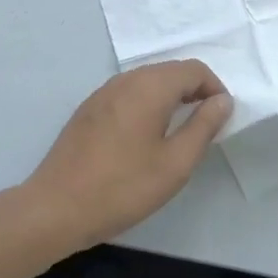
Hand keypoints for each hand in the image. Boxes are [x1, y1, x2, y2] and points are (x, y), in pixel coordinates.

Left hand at [12, 60, 232, 260]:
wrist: (54, 208)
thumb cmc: (122, 187)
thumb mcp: (174, 164)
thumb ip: (203, 127)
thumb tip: (222, 100)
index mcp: (150, 86)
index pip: (194, 70)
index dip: (214, 89)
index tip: (221, 118)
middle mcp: (126, 79)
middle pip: (170, 71)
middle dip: (194, 91)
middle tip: (205, 125)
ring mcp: (103, 92)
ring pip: (148, 81)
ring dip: (170, 97)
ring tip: (178, 132)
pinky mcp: (89, 109)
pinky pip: (128, 93)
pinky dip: (147, 104)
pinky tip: (144, 137)